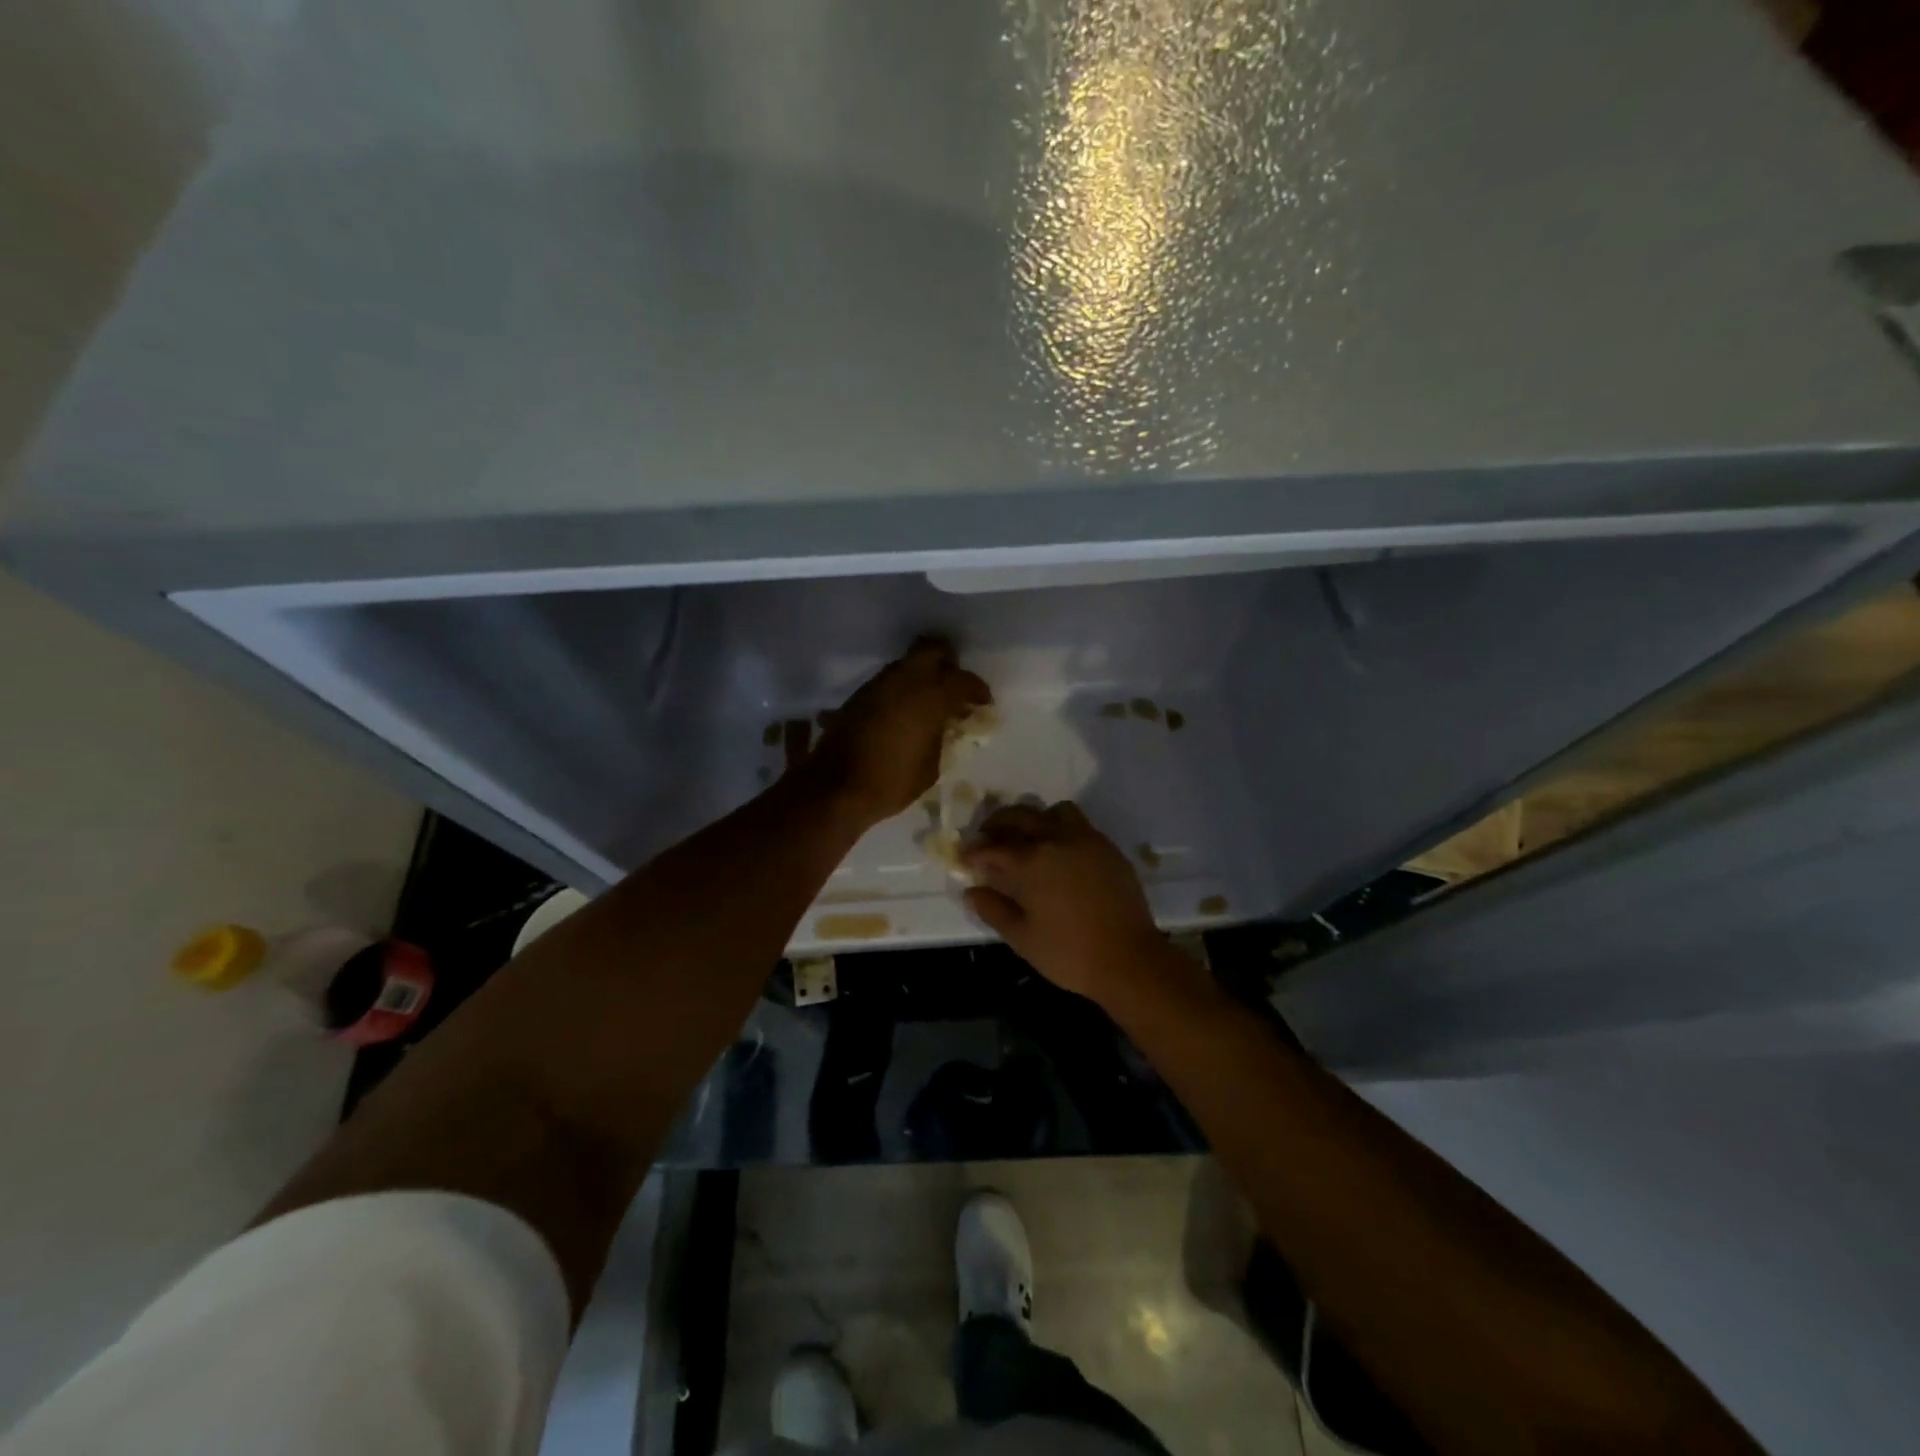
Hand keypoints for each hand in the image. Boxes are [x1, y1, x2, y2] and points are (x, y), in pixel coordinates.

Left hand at [799, 638, 991, 826]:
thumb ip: (940, 736)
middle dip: (947, 662)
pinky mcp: (859, 696)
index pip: (962, 680)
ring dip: (922, 676)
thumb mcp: (931, 766)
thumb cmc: (891, 782)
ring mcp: (878, 685)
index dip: (977, 690)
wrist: (836, 788)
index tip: (983, 702)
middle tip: (955, 685)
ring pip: (907, 664)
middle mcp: (904, 681)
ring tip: (929, 701)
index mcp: (929, 697)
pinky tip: (905, 712)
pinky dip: (902, 689)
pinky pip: (889, 682)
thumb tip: (942, 725)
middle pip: (932, 650)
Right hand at [960, 801, 1171, 1002]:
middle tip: (988, 837)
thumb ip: (994, 910)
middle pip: (1019, 816)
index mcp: (1030, 862)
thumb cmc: (1069, 953)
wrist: (1129, 958)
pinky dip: (1061, 827)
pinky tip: (1059, 850)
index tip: (965, 858)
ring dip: (1034, 819)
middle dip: (997, 824)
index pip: (992, 847)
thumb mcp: (1022, 938)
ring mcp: (1085, 839)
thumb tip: (972, 891)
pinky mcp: (1107, 847)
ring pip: (1052, 812)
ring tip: (1027, 837)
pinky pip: (1079, 823)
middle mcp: (1055, 840)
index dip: (974, 851)